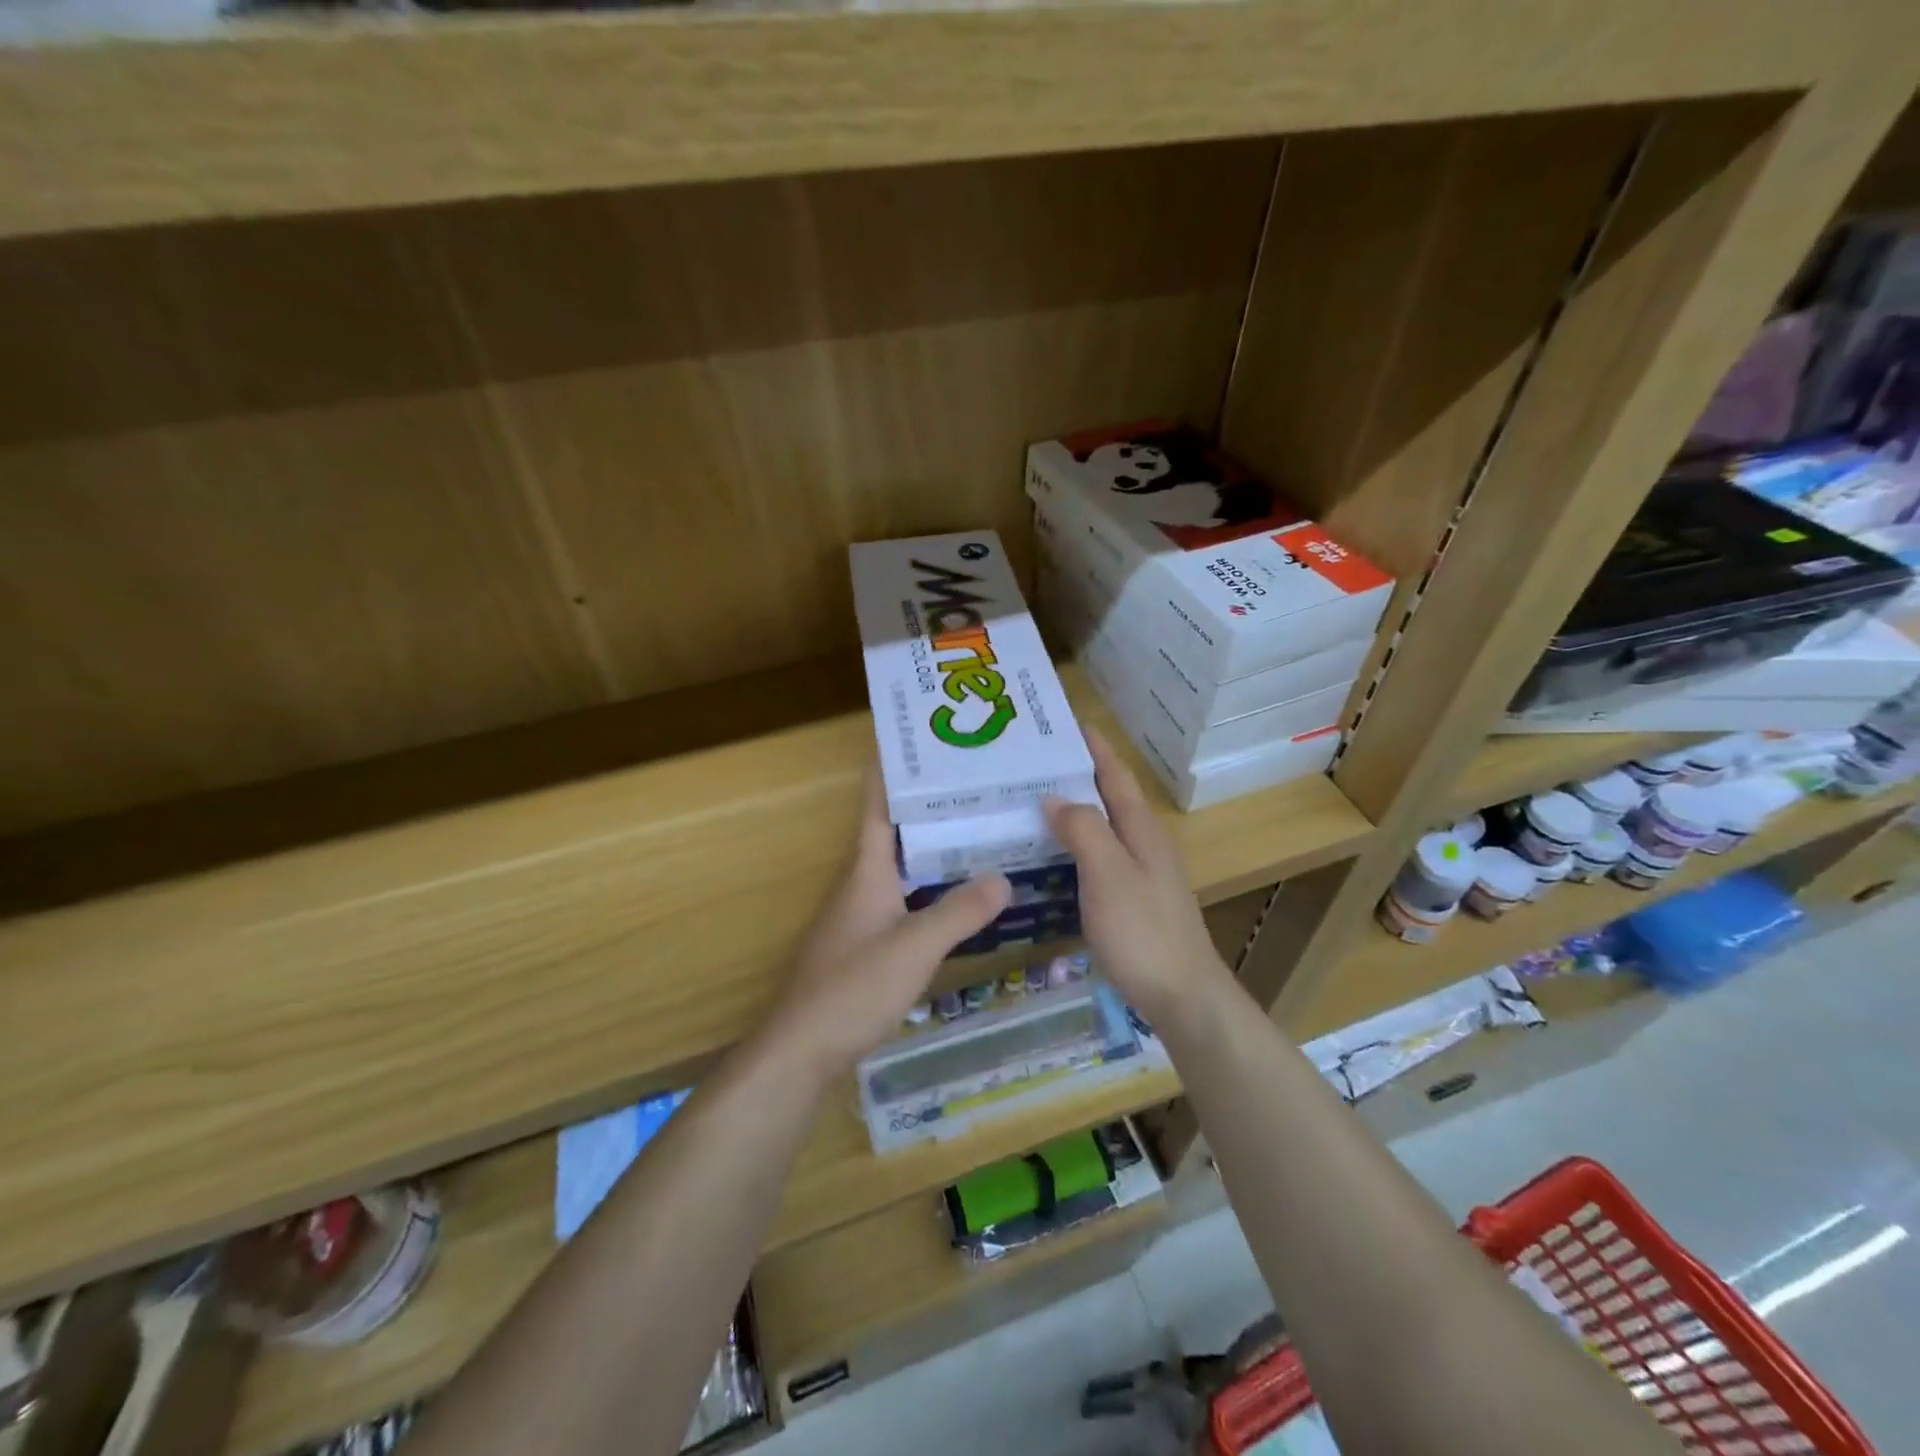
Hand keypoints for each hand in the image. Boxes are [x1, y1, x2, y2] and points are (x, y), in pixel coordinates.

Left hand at [762, 769, 1010, 1081]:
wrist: (802, 1049)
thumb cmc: (854, 987)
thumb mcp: (914, 946)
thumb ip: (959, 912)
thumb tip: (1004, 877)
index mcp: (867, 870)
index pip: (878, 807)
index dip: (892, 771)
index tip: (917, 742)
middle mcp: (862, 884)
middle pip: (896, 833)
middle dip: (930, 808)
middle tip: (977, 788)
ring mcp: (861, 916)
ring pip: (903, 869)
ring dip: (934, 850)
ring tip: (980, 834)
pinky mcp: (866, 946)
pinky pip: (905, 900)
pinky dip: (932, 889)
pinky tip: (961, 900)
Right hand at [1044, 731, 1231, 1024]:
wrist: (1183, 995)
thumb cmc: (1143, 931)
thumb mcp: (1108, 874)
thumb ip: (1083, 829)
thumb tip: (1054, 796)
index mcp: (1141, 829)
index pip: (1115, 775)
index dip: (1094, 747)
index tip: (1068, 721)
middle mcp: (1144, 844)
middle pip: (1109, 797)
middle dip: (1078, 774)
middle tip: (1034, 762)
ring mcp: (1141, 874)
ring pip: (1103, 828)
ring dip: (1074, 810)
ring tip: (1034, 801)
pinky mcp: (1133, 901)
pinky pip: (1098, 857)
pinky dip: (1075, 845)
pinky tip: (1053, 855)